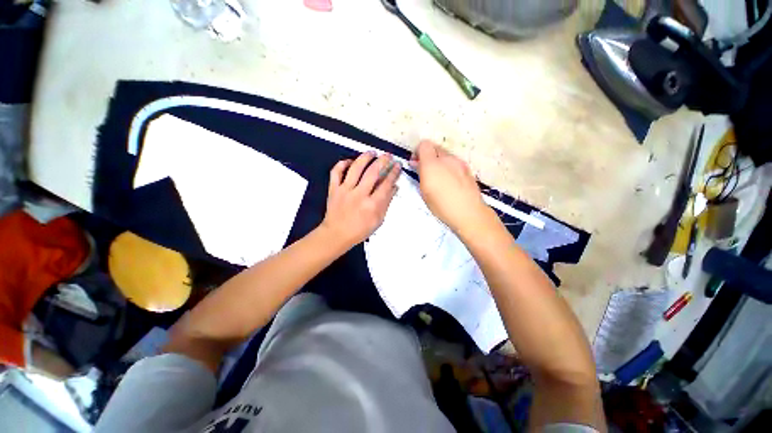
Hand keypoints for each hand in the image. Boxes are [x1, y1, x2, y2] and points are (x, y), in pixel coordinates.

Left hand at [321, 152, 400, 248]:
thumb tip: (394, 187)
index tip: (397, 165)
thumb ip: (387, 203)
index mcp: (372, 205)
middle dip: (382, 161)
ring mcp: (345, 190)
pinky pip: (336, 172)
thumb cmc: (360, 230)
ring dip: (365, 157)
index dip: (393, 172)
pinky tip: (349, 161)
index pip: (386, 184)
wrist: (336, 235)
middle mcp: (359, 195)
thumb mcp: (378, 220)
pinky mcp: (333, 189)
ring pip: (355, 168)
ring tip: (372, 152)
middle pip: (373, 172)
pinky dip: (342, 164)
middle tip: (387, 155)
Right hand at [410, 140, 493, 234]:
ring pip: (446, 155)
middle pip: (435, 147)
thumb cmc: (441, 205)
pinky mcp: (468, 169)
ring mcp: (459, 162)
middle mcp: (446, 159)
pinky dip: (449, 167)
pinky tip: (451, 182)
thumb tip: (417, 163)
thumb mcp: (424, 191)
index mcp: (432, 164)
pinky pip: (455, 163)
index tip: (416, 163)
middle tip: (426, 171)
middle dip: (428, 156)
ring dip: (439, 162)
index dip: (418, 152)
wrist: (468, 212)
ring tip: (439, 178)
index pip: (424, 144)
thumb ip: (420, 173)